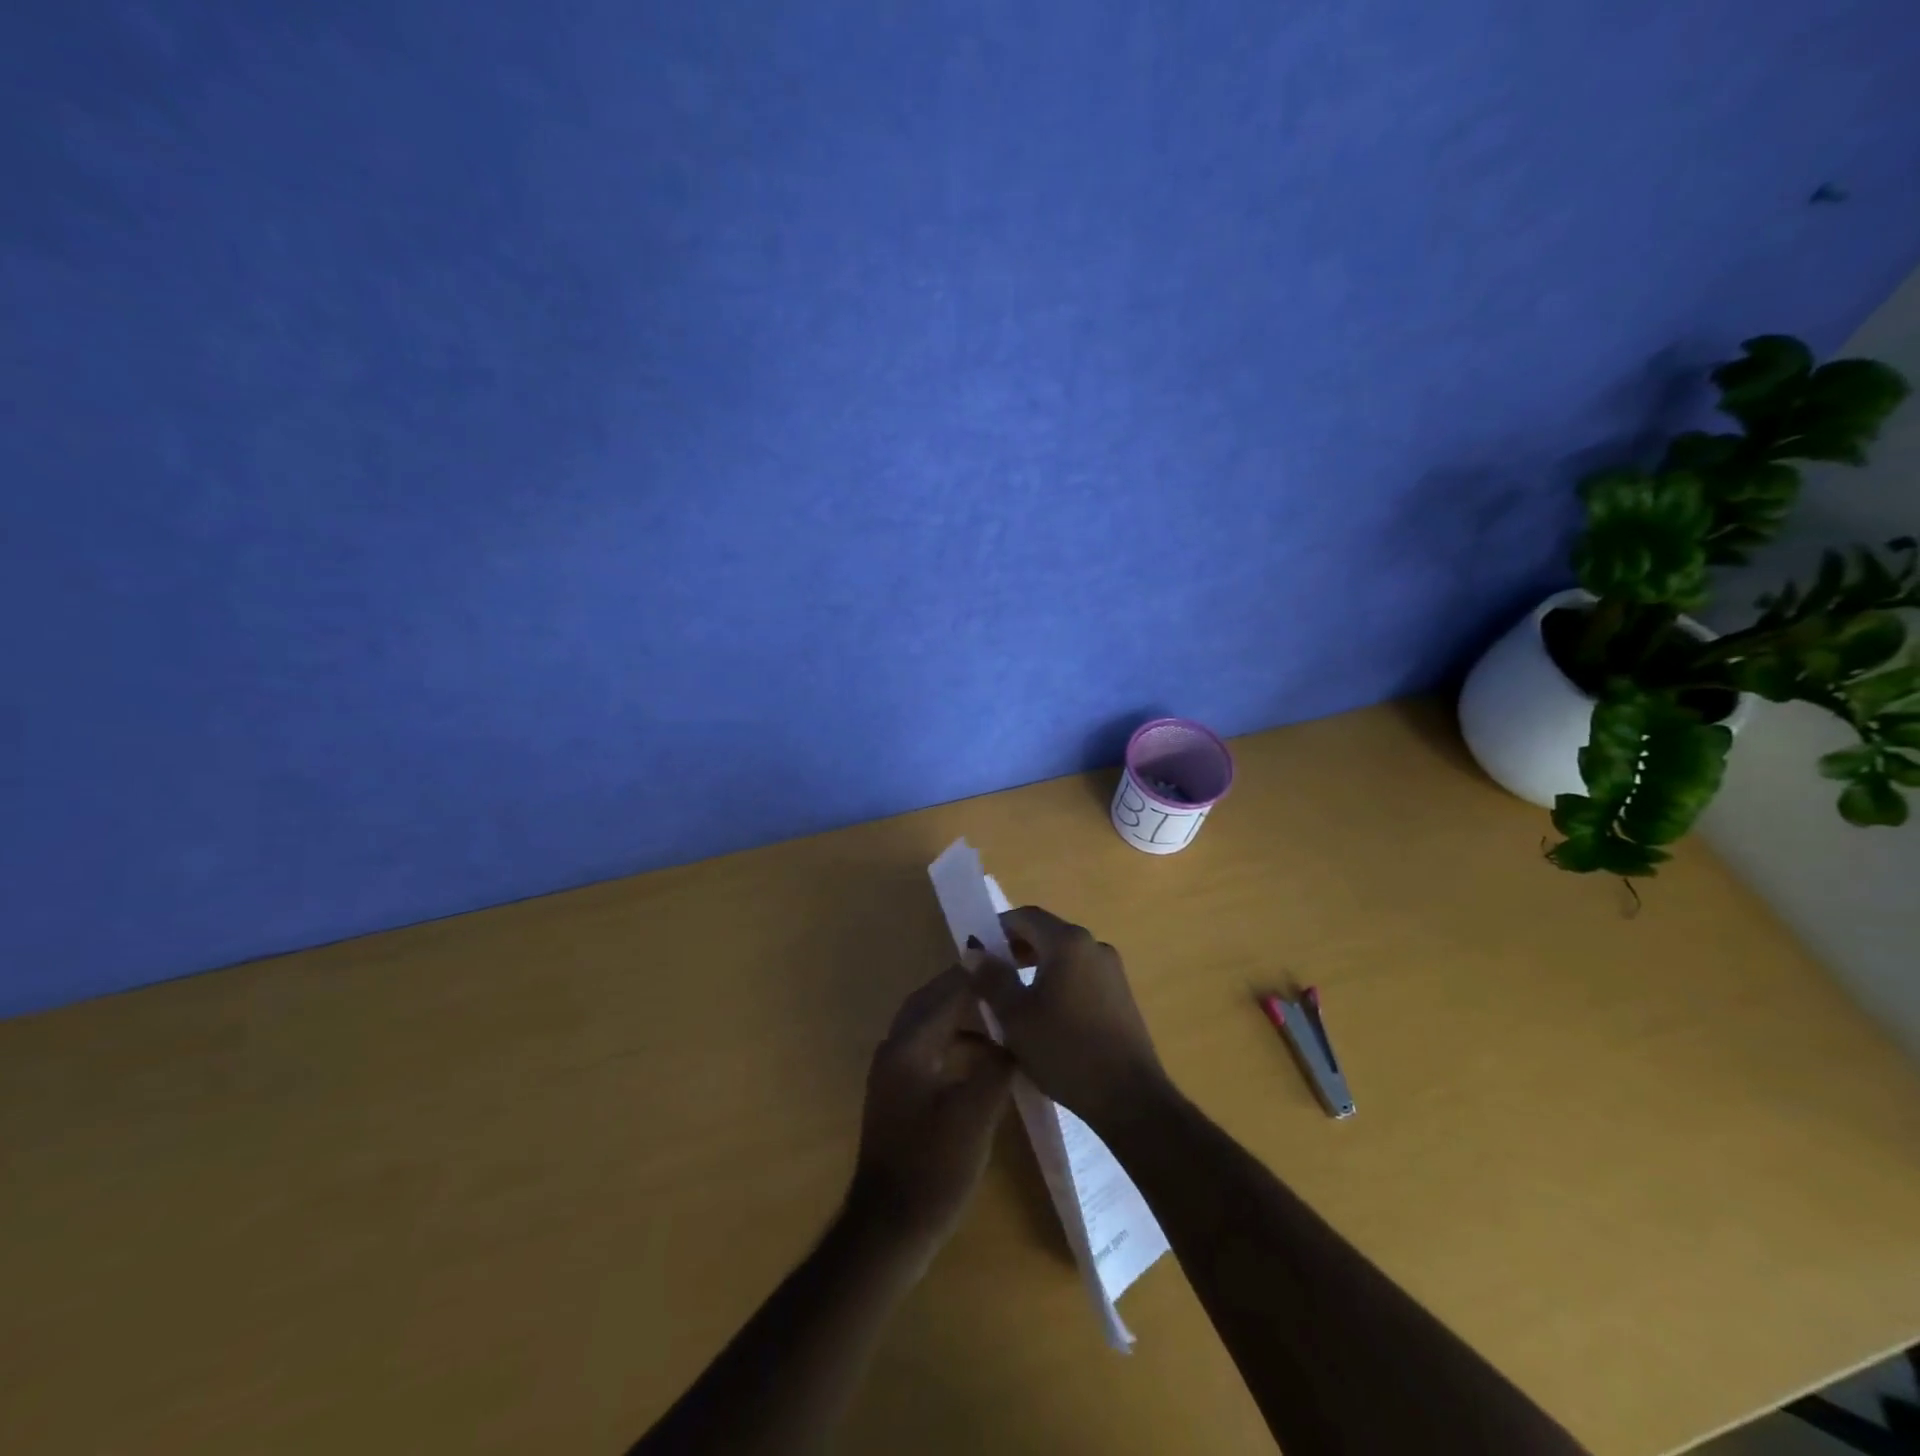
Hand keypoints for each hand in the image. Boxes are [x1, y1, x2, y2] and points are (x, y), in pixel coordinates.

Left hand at [846, 965, 1014, 1255]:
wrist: (889, 1228)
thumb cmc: (933, 1168)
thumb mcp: (976, 1114)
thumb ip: (996, 1066)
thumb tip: (1015, 1037)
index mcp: (909, 1046)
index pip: (946, 992)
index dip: (978, 975)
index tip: (1010, 961)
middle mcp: (894, 1048)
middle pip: (931, 1001)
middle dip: (966, 987)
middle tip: (1004, 981)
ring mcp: (893, 1072)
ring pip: (928, 1025)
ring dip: (961, 1015)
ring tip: (1001, 1016)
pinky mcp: (898, 1093)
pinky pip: (928, 1048)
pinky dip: (954, 1042)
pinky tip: (983, 1059)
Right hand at [965, 906, 1168, 1129]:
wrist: (1130, 1097)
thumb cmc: (1066, 1050)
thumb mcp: (1016, 1017)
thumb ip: (992, 979)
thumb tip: (973, 951)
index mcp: (1067, 942)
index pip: (1026, 916)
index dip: (997, 927)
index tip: (977, 951)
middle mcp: (1093, 945)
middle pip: (1047, 933)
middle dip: (1016, 948)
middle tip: (991, 975)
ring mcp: (1112, 970)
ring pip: (1065, 955)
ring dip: (1037, 966)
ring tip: (1015, 997)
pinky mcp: (1122, 994)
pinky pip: (1082, 974)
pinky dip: (1059, 981)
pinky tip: (1048, 1014)